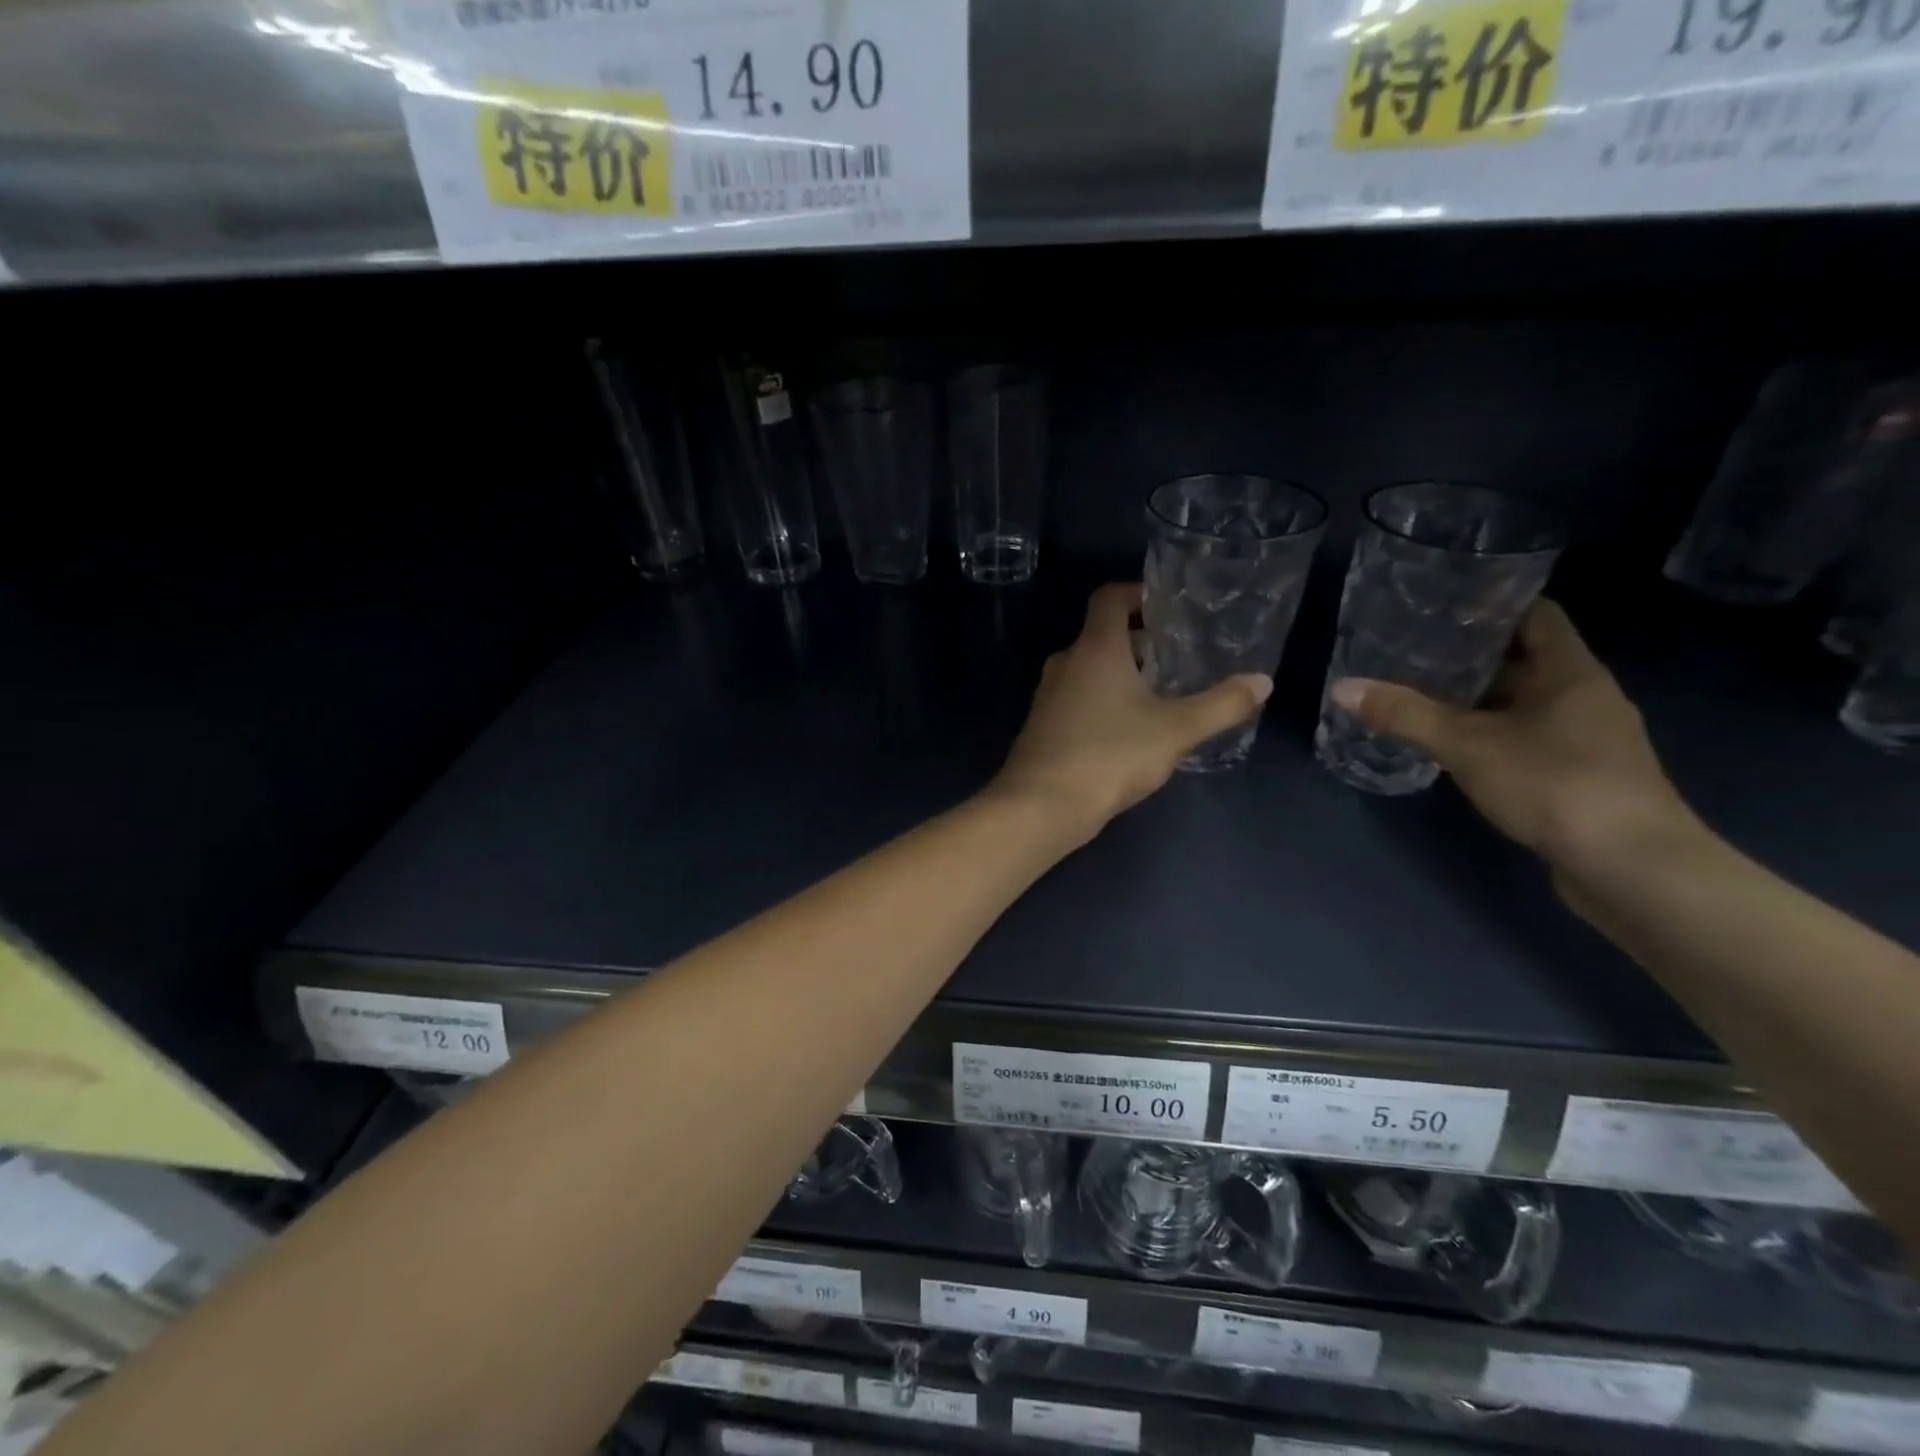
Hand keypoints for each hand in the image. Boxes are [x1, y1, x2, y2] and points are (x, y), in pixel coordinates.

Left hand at [992, 583, 1271, 841]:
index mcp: (1095, 648)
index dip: (1138, 593)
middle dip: (1140, 640)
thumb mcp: (1176, 730)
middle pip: (1102, 635)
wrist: (1041, 805)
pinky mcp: (1043, 725)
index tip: (1168, 607)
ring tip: (1161, 694)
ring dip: (1122, 673)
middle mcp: (1066, 662)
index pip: (1109, 597)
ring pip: (1089, 668)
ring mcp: (1049, 695)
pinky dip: (1103, 699)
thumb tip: (1263, 682)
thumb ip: (1222, 705)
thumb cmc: (1109, 755)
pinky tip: (1129, 729)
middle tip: (1178, 656)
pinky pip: (1078, 697)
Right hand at [1328, 599, 1701, 880]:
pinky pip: (1528, 736)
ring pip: (1525, 701)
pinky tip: (1454, 743)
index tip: (1442, 602)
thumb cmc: (1556, 785)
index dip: (1493, 603)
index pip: (1537, 614)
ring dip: (1480, 697)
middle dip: (1472, 653)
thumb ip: (1405, 715)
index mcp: (1572, 672)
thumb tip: (1342, 687)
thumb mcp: (1468, 746)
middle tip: (1413, 648)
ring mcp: (1587, 738)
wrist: (1632, 868)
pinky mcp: (1580, 774)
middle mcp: (1586, 696)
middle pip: (1526, 658)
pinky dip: (1492, 731)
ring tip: (1422, 691)